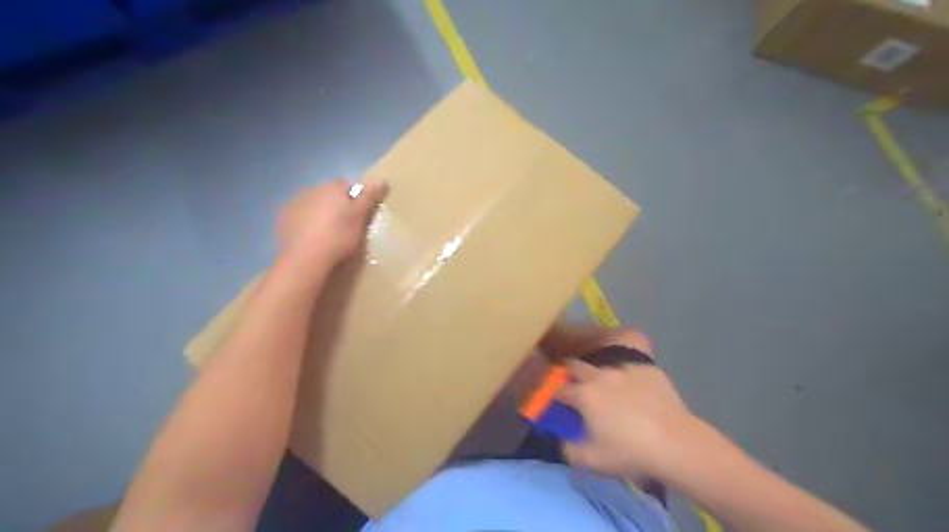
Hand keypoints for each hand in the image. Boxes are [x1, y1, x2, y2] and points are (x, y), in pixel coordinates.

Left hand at [276, 182, 385, 264]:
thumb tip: (381, 179)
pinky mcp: (284, 218)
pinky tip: (311, 237)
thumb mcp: (360, 217)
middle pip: (328, 193)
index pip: (347, 185)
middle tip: (345, 225)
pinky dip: (305, 222)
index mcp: (333, 188)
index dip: (355, 198)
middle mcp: (312, 189)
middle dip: (336, 204)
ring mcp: (295, 203)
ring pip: (313, 203)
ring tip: (327, 233)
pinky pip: (299, 215)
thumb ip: (369, 196)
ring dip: (320, 212)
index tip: (359, 214)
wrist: (306, 257)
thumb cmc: (339, 235)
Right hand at [558, 354, 694, 476]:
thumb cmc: (629, 453)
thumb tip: (561, 440)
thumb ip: (568, 450)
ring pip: (604, 367)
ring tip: (609, 393)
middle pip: (575, 365)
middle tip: (575, 388)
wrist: (676, 444)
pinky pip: (630, 370)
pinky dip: (627, 379)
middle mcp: (600, 376)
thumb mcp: (591, 461)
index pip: (559, 388)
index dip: (553, 395)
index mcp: (584, 395)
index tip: (556, 403)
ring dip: (599, 376)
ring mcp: (625, 369)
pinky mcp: (648, 369)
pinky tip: (637, 393)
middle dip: (569, 374)